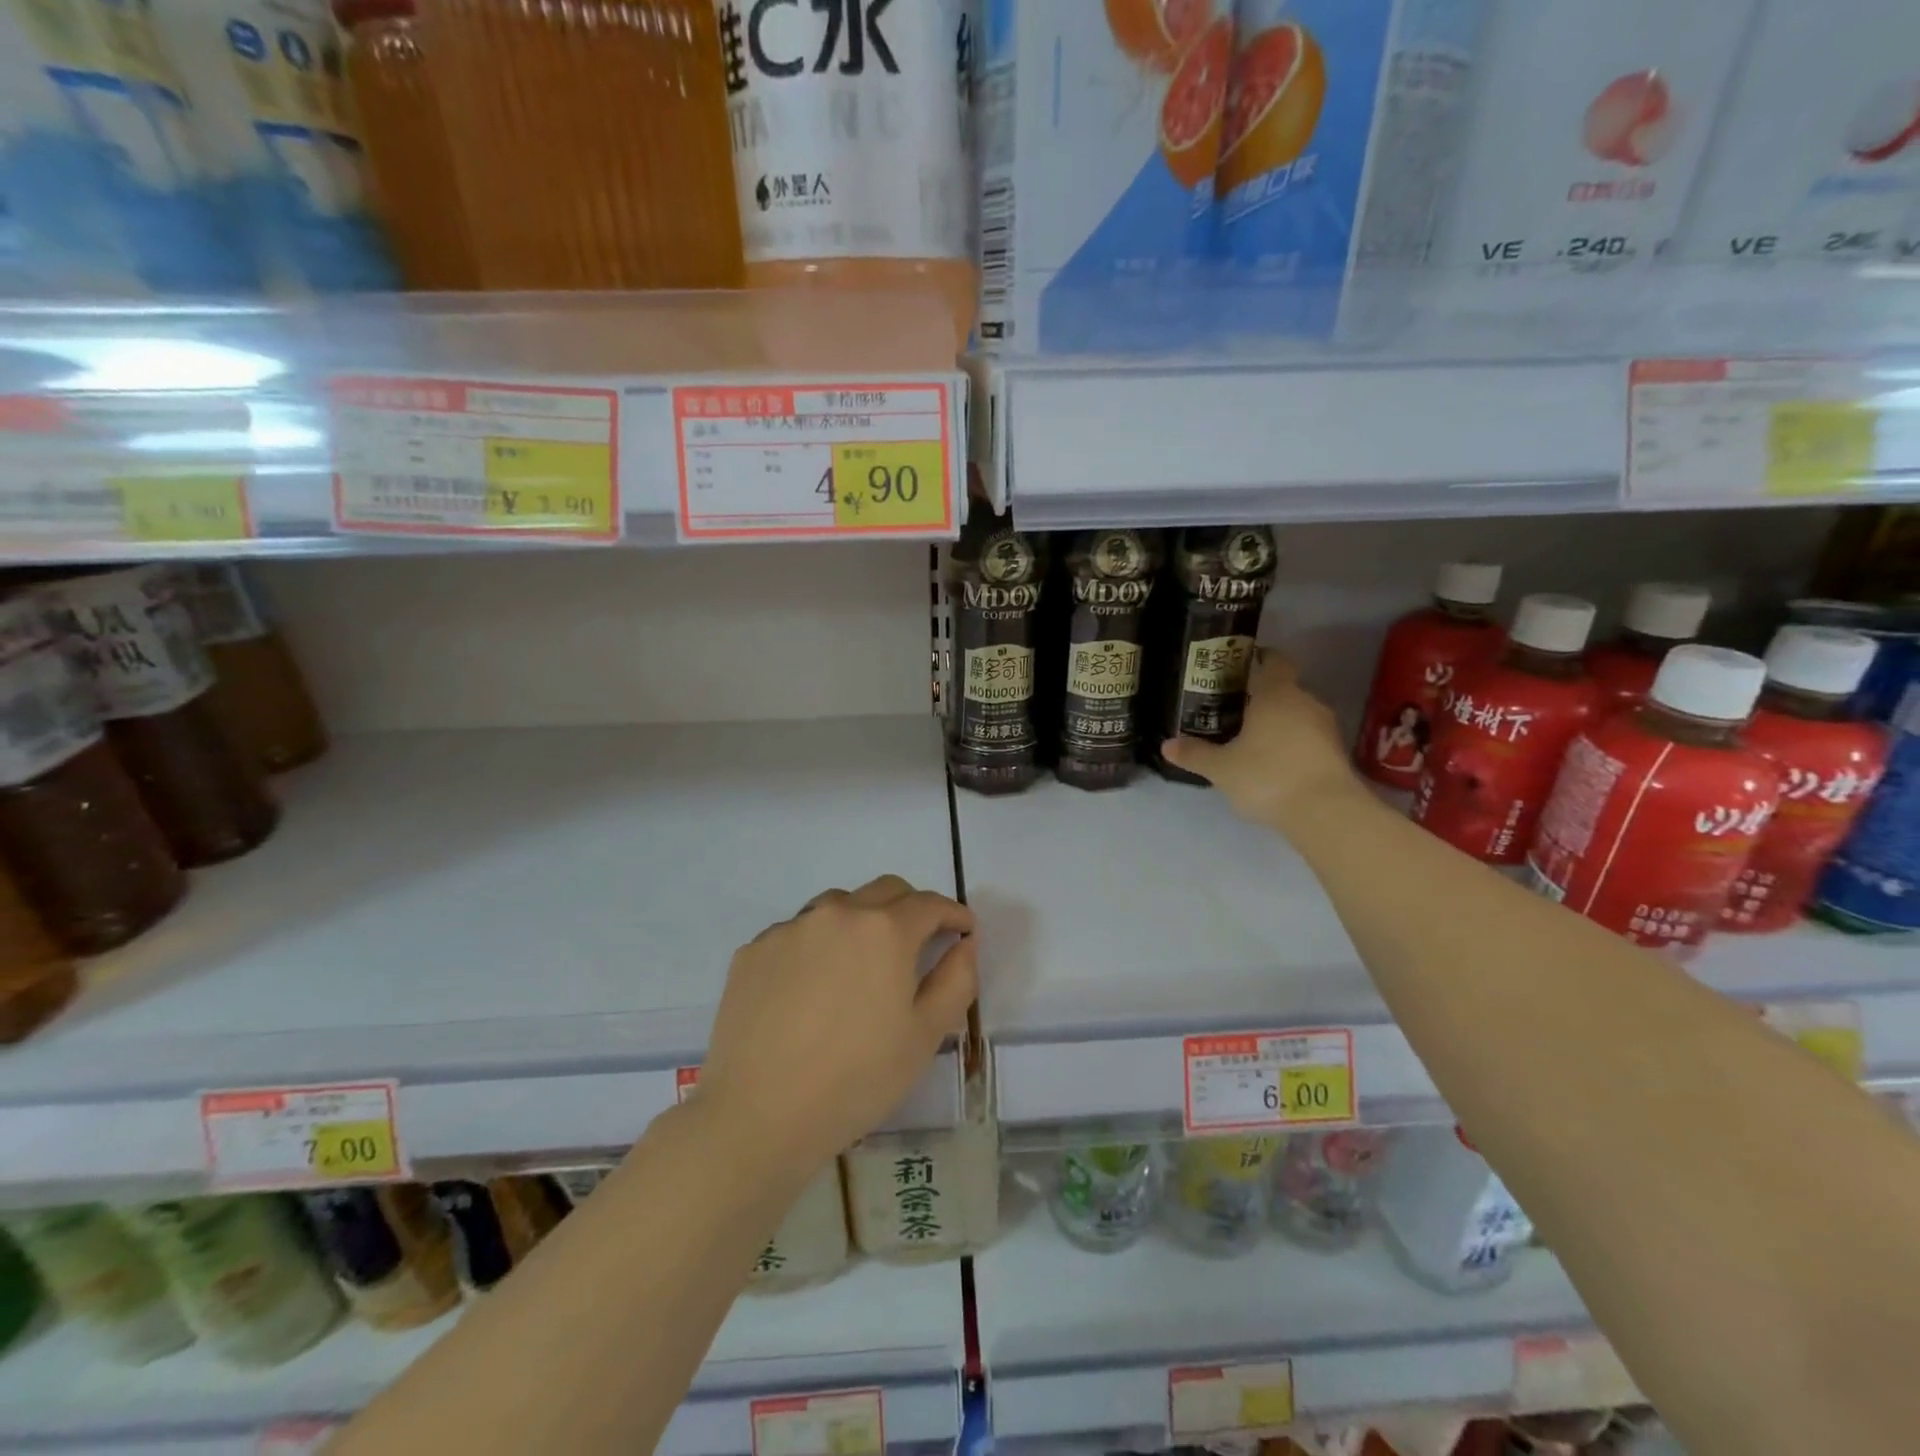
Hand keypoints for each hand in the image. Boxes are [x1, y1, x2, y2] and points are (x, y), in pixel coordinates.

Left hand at [699, 875, 976, 1181]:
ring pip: (838, 906)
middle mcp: (837, 913)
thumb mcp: (925, 1036)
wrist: (758, 1115)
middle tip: (918, 944)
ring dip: (860, 922)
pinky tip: (811, 989)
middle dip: (910, 909)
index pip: (929, 904)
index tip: (964, 931)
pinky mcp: (753, 950)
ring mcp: (790, 928)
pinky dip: (816, 946)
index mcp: (884, 930)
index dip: (953, 914)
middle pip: (885, 891)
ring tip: (860, 967)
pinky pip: (797, 933)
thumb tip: (964, 944)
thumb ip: (956, 980)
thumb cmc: (856, 1079)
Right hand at [1162, 651, 1362, 832]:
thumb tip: (1166, 745)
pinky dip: (1293, 744)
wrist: (1326, 813)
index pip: (1274, 660)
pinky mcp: (1337, 753)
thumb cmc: (1268, 776)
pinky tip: (1274, 763)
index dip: (1260, 658)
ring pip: (1298, 715)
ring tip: (1252, 739)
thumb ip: (1195, 754)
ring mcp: (1326, 728)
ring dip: (1279, 723)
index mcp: (1277, 694)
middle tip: (1234, 710)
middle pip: (1284, 689)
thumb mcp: (1222, 768)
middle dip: (1262, 698)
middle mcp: (1305, 702)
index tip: (1241, 665)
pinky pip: (1309, 738)